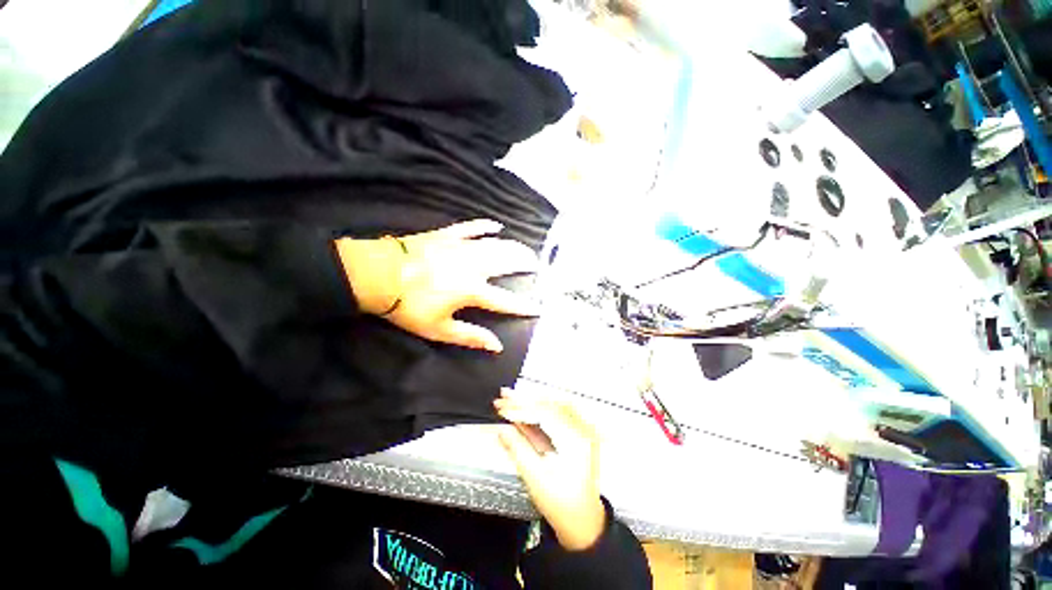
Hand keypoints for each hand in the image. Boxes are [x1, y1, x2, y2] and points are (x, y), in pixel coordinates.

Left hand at [336, 220, 539, 351]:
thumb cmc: (408, 306)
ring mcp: (461, 247)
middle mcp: (473, 266)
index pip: (505, 300)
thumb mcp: (439, 329)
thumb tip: (497, 346)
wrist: (377, 275)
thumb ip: (470, 336)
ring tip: (526, 249)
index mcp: (472, 290)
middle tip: (537, 265)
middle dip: (524, 264)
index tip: (538, 307)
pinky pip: (472, 228)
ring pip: (495, 245)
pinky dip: (485, 226)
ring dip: (513, 247)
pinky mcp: (448, 235)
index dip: (523, 306)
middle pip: (506, 263)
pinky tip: (497, 226)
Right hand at [494, 389, 606, 550]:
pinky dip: (541, 408)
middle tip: (504, 396)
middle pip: (551, 404)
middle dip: (525, 399)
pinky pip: (559, 412)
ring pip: (555, 404)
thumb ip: (518, 449)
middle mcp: (582, 431)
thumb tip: (502, 429)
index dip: (521, 408)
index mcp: (574, 442)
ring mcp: (582, 430)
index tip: (502, 406)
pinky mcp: (579, 433)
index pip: (545, 413)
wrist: (584, 522)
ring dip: (532, 400)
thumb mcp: (536, 479)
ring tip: (512, 397)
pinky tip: (527, 406)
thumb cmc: (561, 505)